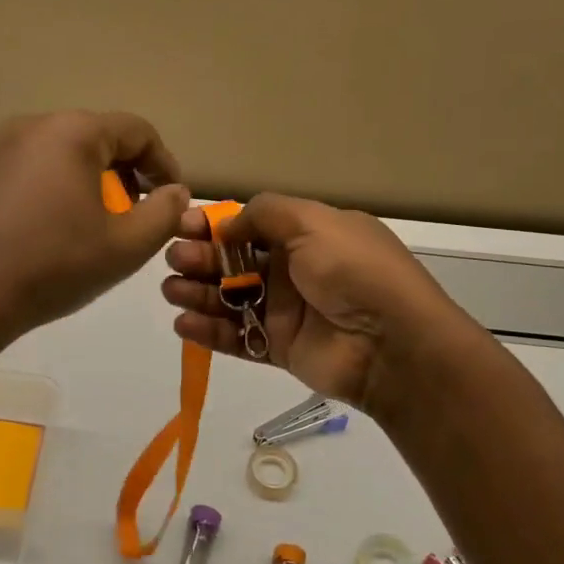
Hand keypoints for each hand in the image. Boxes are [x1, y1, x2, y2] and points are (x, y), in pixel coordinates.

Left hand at [0, 111, 189, 345]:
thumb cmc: (54, 265)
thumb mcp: (126, 245)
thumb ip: (165, 213)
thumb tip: (176, 192)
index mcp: (73, 131)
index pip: (138, 131)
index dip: (165, 164)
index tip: (173, 200)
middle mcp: (34, 125)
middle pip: (100, 138)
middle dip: (129, 174)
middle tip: (139, 215)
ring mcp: (1, 147)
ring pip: (66, 152)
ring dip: (94, 182)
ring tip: (100, 224)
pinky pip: (36, 167)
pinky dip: (59, 187)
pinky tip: (57, 228)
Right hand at [161, 193, 484, 414]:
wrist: (392, 344)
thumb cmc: (353, 271)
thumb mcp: (313, 222)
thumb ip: (264, 214)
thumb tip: (226, 224)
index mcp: (307, 235)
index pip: (251, 225)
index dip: (216, 225)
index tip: (183, 226)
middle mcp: (294, 270)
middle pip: (235, 261)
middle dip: (201, 258)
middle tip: (174, 260)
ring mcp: (286, 311)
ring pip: (231, 299)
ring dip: (198, 293)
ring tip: (171, 291)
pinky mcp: (279, 349)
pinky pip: (237, 338)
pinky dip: (209, 331)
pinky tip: (183, 323)